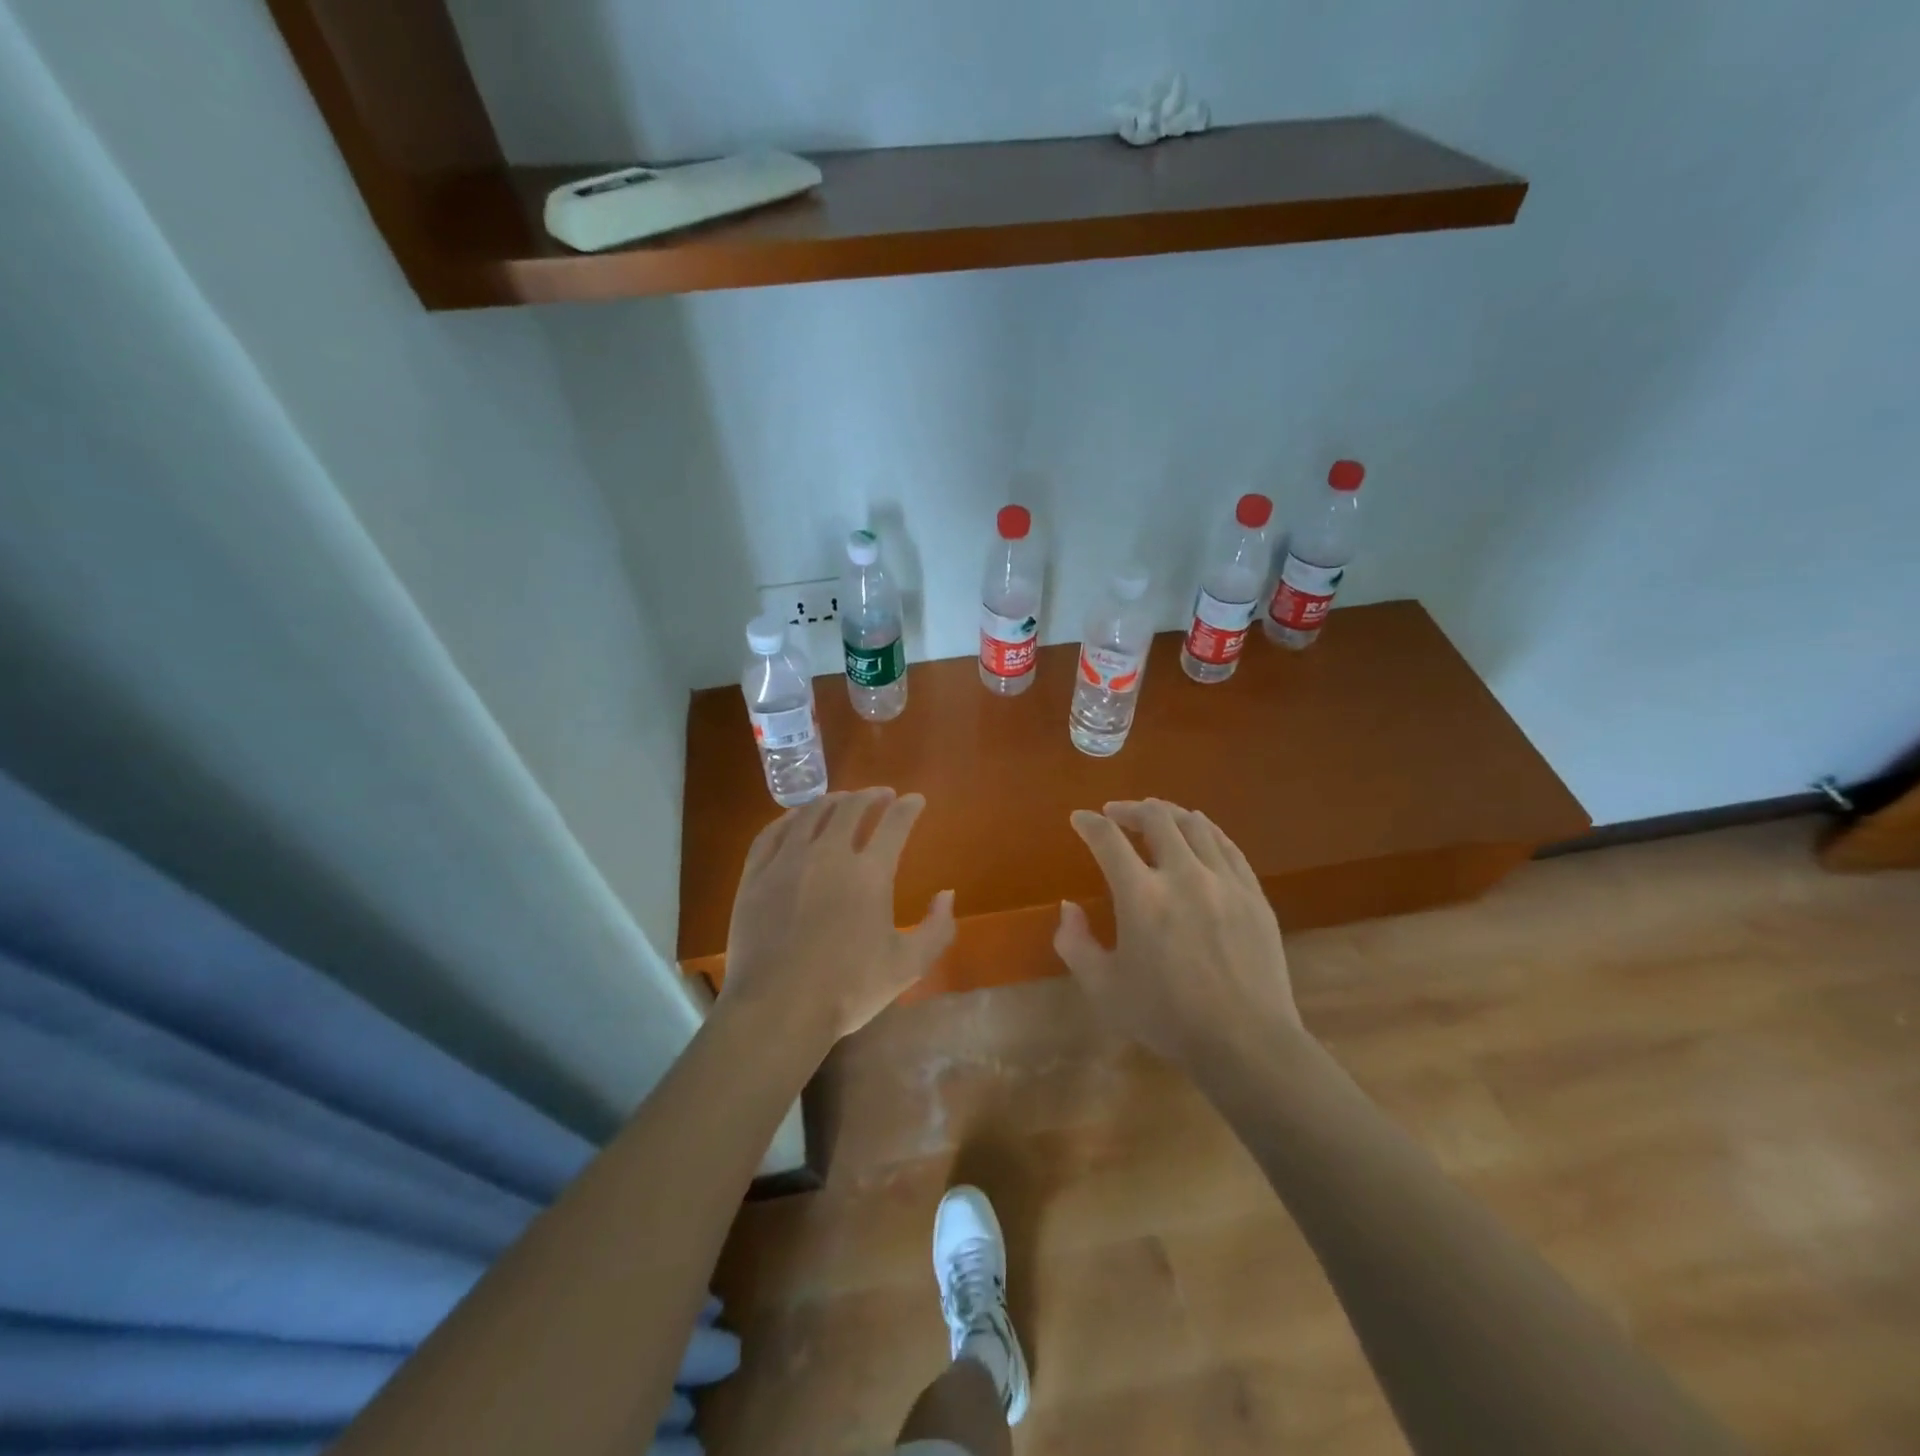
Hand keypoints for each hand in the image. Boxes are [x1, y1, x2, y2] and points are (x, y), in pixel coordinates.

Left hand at [719, 788, 955, 1049]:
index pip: (894, 823)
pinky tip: (796, 819)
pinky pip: (772, 832)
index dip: (908, 807)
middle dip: (871, 796)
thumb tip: (946, 894)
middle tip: (880, 795)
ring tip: (842, 801)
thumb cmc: (848, 990)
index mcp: (870, 873)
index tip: (915, 800)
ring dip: (833, 801)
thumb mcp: (908, 966)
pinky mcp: (756, 874)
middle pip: (851, 808)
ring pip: (811, 813)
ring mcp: (787, 860)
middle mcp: (829, 854)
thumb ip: (937, 928)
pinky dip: (790, 818)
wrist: (777, 1009)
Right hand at [1054, 799, 1299, 1069]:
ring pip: (1195, 825)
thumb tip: (1068, 907)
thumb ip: (1075, 944)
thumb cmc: (1167, 1018)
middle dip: (1129, 809)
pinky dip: (1206, 830)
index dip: (1088, 823)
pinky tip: (1199, 832)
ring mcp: (1224, 881)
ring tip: (1155, 817)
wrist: (1246, 1042)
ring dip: (1168, 814)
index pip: (1108, 839)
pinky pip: (1228, 845)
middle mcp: (1183, 875)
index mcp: (1141, 896)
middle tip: (1116, 814)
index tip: (1079, 819)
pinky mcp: (1253, 893)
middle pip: (1156, 818)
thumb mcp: (1104, 989)